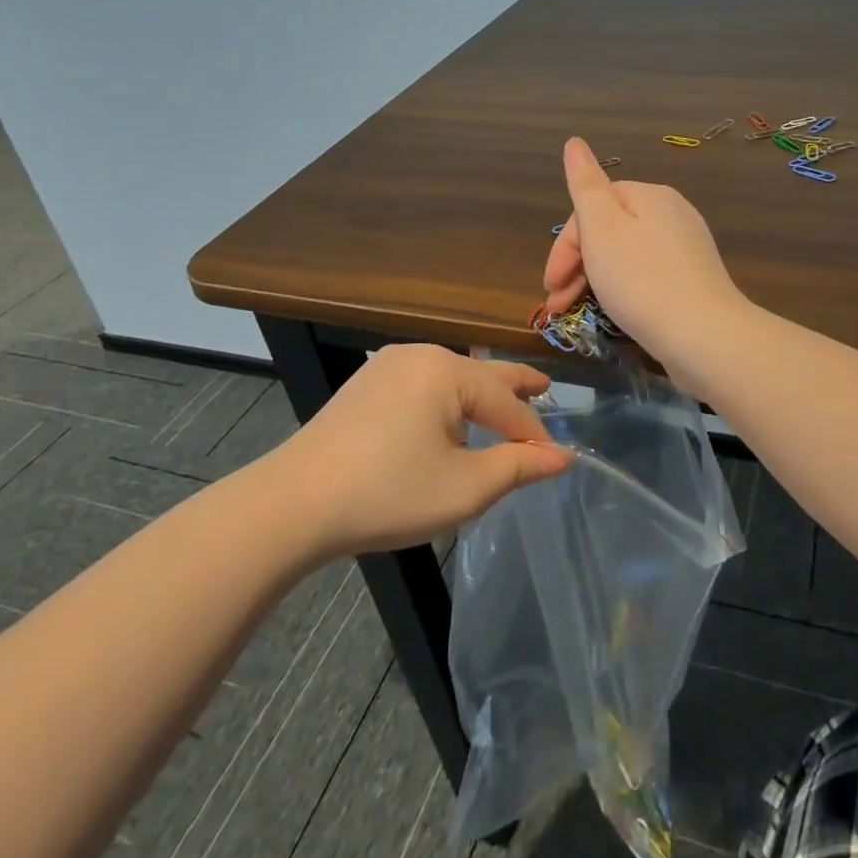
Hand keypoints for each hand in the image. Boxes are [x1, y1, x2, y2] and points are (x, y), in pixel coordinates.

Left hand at [276, 345, 571, 556]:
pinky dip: (446, 400)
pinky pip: (422, 384)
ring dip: (478, 396)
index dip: (533, 433)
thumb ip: (518, 467)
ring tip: (501, 407)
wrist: (294, 503)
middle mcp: (420, 355)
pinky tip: (449, 419)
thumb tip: (562, 456)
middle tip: (545, 388)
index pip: (506, 402)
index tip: (554, 458)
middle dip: (514, 386)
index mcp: (447, 371)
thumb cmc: (388, 493)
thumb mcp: (464, 487)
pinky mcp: (366, 384)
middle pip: (481, 374)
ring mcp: (387, 365)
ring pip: (450, 378)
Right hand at [543, 136, 746, 357]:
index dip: (565, 246)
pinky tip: (617, 312)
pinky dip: (623, 289)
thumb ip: (585, 185)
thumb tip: (574, 142)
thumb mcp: (603, 229)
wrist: (705, 336)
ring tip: (578, 313)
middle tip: (558, 305)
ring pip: (626, 254)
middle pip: (609, 230)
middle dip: (577, 265)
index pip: (592, 208)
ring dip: (595, 280)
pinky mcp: (694, 278)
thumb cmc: (643, 281)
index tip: (550, 285)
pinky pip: (647, 274)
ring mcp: (687, 246)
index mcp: (648, 194)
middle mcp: (671, 212)